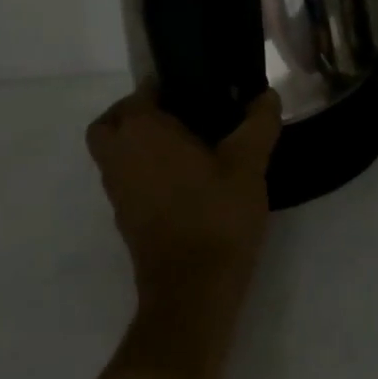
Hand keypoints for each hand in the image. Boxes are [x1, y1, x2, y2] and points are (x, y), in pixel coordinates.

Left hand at [86, 86, 281, 307]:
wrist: (193, 293)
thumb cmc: (216, 215)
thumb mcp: (249, 162)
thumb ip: (259, 122)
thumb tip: (266, 95)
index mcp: (142, 133)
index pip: (140, 93)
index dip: (165, 85)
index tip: (196, 87)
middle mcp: (119, 158)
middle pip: (111, 123)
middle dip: (136, 112)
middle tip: (178, 112)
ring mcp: (118, 192)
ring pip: (114, 153)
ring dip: (138, 142)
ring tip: (188, 143)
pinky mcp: (125, 220)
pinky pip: (126, 179)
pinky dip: (144, 170)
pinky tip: (185, 177)